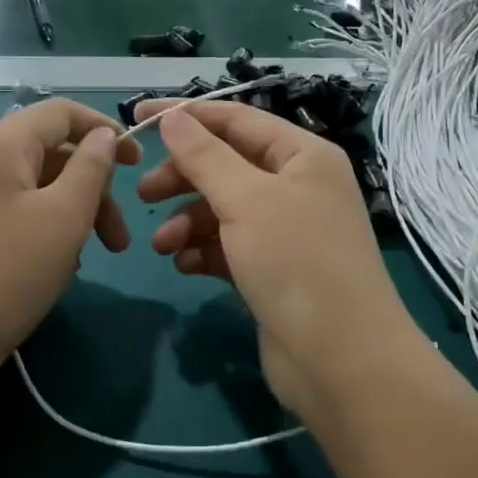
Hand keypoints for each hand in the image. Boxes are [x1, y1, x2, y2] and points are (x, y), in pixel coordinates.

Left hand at [0, 99, 140, 384]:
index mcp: (1, 144)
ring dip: (74, 213)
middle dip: (94, 188)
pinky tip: (58, 266)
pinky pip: (16, 210)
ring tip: (93, 257)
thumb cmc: (8, 272)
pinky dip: (46, 227)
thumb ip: (91, 168)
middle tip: (120, 240)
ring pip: (36, 186)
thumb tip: (103, 135)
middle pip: (51, 153)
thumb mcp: (64, 217)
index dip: (105, 129)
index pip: (61, 112)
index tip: (138, 163)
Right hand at [135, 101, 418, 421]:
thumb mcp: (247, 200)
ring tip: (162, 245)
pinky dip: (204, 250)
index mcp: (302, 156)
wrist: (341, 360)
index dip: (186, 116)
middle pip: (226, 166)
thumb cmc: (296, 263)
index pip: (236, 120)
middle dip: (183, 178)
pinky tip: (185, 265)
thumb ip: (204, 156)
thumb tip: (173, 117)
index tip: (137, 117)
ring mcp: (287, 230)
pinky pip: (229, 246)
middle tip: (144, 194)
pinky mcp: (274, 269)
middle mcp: (297, 186)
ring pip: (223, 209)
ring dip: (188, 221)